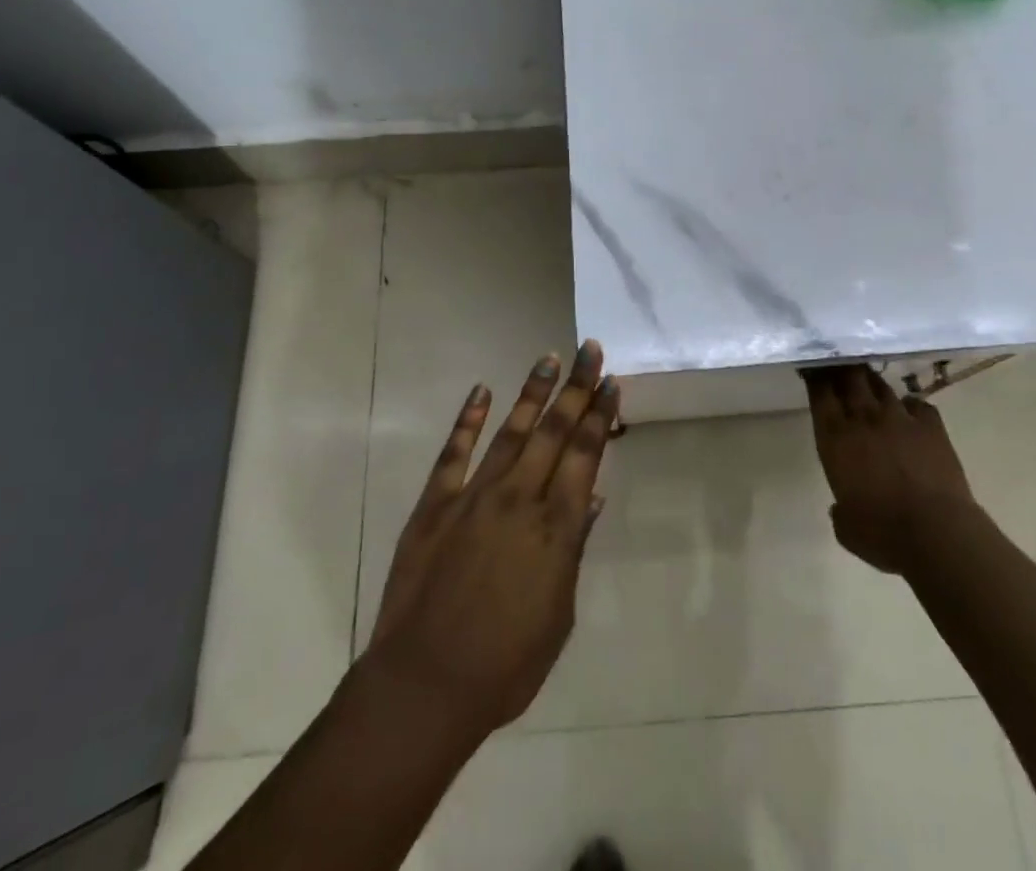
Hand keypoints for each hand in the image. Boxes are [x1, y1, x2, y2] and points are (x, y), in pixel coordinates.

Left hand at [363, 341, 619, 737]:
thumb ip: (573, 550)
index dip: (599, 415)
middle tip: (590, 348)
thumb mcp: (558, 615)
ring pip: (510, 431)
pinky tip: (481, 391)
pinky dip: (468, 420)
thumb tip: (591, 498)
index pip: (585, 455)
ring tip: (549, 359)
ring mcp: (474, 496)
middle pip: (554, 431)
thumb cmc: (505, 665)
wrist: (424, 686)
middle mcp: (519, 499)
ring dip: (532, 393)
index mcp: (554, 528)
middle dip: (576, 388)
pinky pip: (454, 453)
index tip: (611, 382)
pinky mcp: (435, 504)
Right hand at [802, 363, 973, 575]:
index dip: (815, 377)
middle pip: (849, 378)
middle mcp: (864, 419)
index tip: (813, 367)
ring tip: (867, 378)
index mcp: (835, 438)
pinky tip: (908, 410)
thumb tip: (843, 507)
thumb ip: (841, 508)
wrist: (937, 533)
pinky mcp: (932, 426)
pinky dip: (910, 405)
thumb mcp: (846, 527)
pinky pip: (918, 404)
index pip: (820, 393)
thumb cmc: (882, 534)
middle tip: (838, 360)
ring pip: (881, 385)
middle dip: (842, 367)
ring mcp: (900, 418)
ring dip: (871, 380)